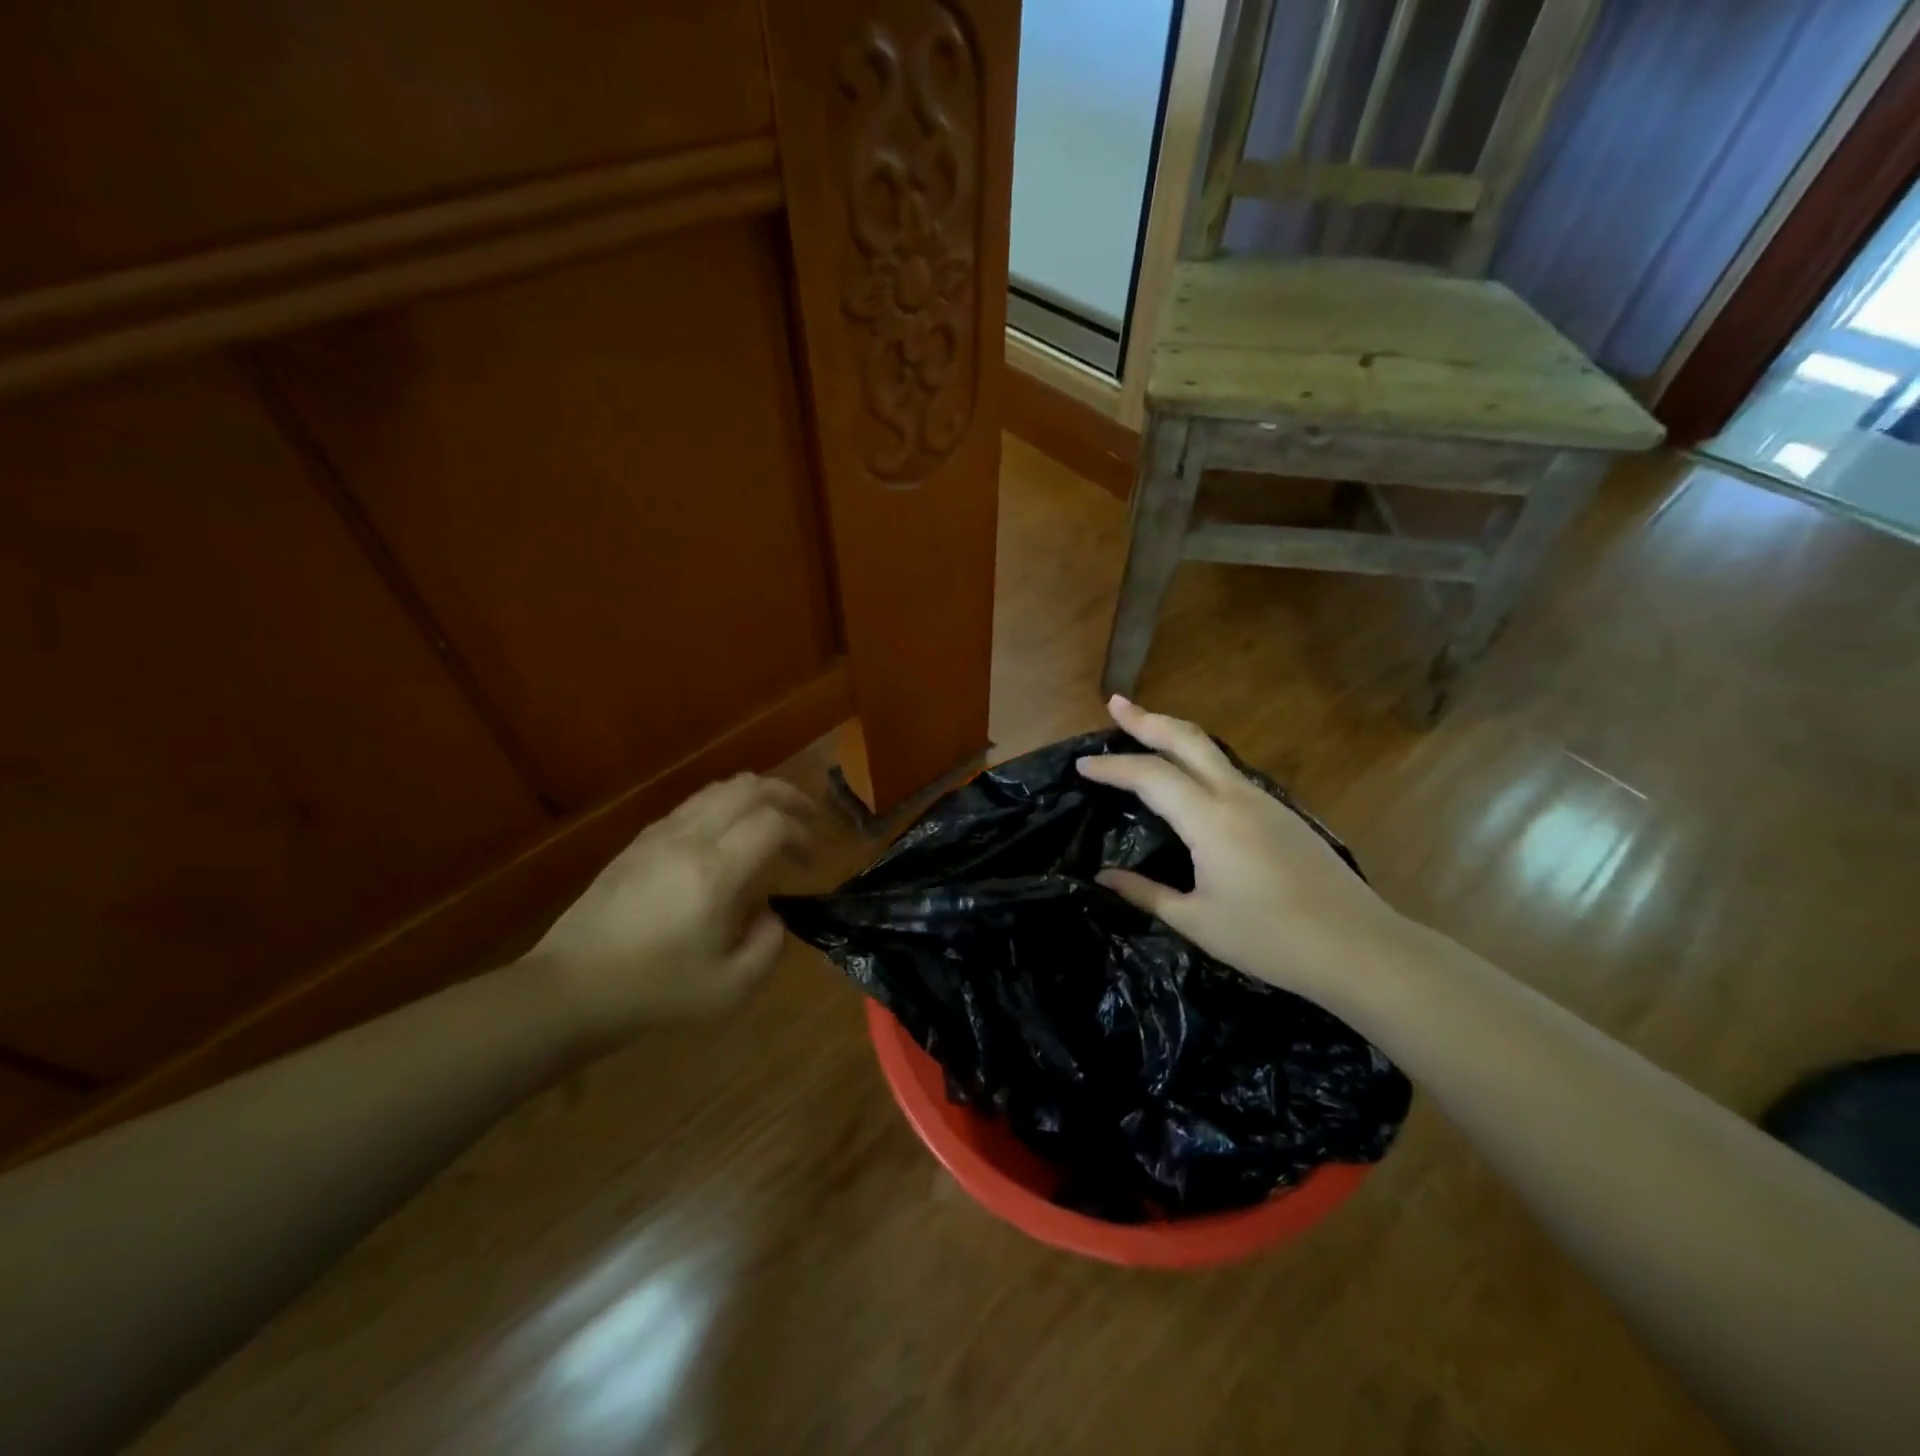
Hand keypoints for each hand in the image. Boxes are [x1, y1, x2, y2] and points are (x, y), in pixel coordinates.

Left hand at [523, 773, 812, 1042]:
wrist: (570, 989)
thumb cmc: (655, 992)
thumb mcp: (731, 987)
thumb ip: (769, 944)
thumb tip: (770, 912)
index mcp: (715, 872)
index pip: (773, 823)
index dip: (801, 833)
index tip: (809, 861)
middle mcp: (689, 839)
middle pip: (748, 788)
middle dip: (786, 795)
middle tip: (807, 816)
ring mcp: (659, 835)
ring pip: (718, 788)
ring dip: (755, 794)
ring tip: (773, 816)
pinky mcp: (638, 842)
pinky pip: (692, 804)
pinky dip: (724, 805)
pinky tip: (727, 834)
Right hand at [1076, 696, 1405, 1005]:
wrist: (1360, 948)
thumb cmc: (1271, 939)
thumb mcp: (1197, 921)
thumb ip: (1146, 893)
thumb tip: (1103, 877)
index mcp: (1209, 819)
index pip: (1149, 776)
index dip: (1112, 767)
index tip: (1081, 764)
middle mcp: (1235, 796)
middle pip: (1186, 740)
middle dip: (1148, 719)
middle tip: (1116, 704)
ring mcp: (1264, 801)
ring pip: (1211, 751)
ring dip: (1174, 735)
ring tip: (1145, 730)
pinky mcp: (1282, 814)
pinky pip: (1228, 771)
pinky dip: (1198, 759)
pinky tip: (1189, 775)